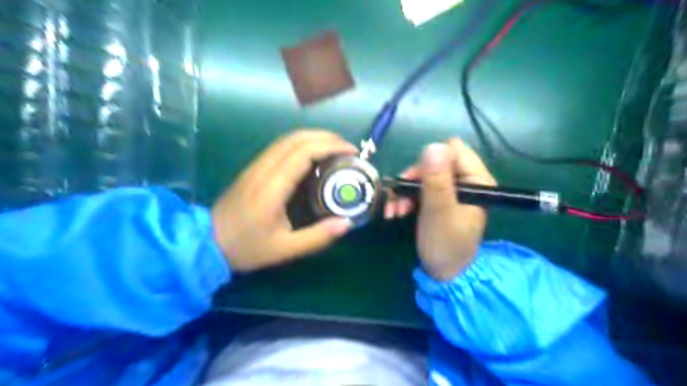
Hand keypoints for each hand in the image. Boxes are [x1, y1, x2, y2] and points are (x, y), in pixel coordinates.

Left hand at [212, 131, 356, 272]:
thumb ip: (317, 237)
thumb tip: (347, 223)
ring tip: (336, 148)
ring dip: (314, 137)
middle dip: (326, 137)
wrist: (207, 242)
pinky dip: (303, 143)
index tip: (351, 152)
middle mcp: (264, 169)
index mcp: (272, 188)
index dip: (330, 146)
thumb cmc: (247, 247)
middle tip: (348, 148)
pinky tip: (314, 154)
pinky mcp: (254, 168)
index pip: (303, 153)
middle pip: (297, 138)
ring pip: (287, 139)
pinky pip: (281, 146)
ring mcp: (257, 166)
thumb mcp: (285, 249)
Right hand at [386, 138, 493, 279]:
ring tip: (394, 211)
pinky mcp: (437, 200)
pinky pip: (418, 188)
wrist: (444, 274)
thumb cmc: (446, 245)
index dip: (431, 161)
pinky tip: (395, 212)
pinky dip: (405, 198)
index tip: (414, 180)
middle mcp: (464, 181)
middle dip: (412, 179)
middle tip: (399, 198)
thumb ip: (437, 181)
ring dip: (404, 191)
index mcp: (476, 180)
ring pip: (422, 175)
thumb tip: (433, 145)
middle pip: (434, 162)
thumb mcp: (439, 212)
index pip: (453, 150)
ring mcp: (450, 191)